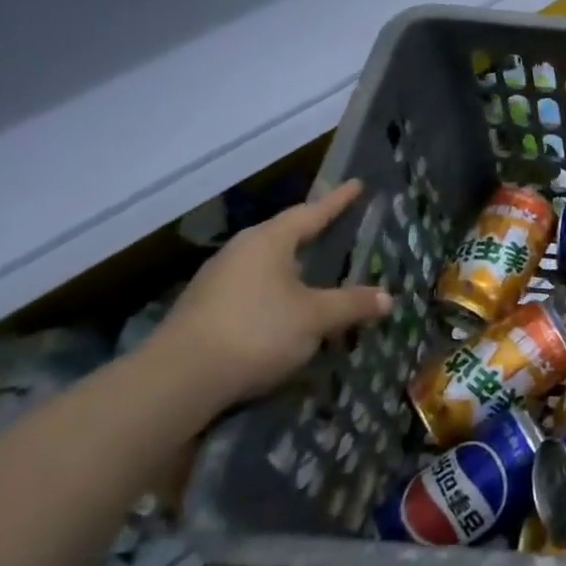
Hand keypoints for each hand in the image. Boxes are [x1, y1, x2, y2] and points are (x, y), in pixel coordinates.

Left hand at [155, 179, 391, 403]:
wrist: (178, 381)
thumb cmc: (256, 332)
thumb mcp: (316, 318)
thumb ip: (352, 304)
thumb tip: (387, 298)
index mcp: (268, 241)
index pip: (311, 212)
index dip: (337, 200)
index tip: (357, 184)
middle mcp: (240, 252)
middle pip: (285, 235)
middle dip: (313, 232)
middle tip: (339, 228)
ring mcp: (217, 280)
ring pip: (267, 264)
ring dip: (294, 266)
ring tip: (318, 271)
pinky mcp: (205, 309)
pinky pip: (253, 289)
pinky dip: (277, 292)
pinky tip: (287, 309)